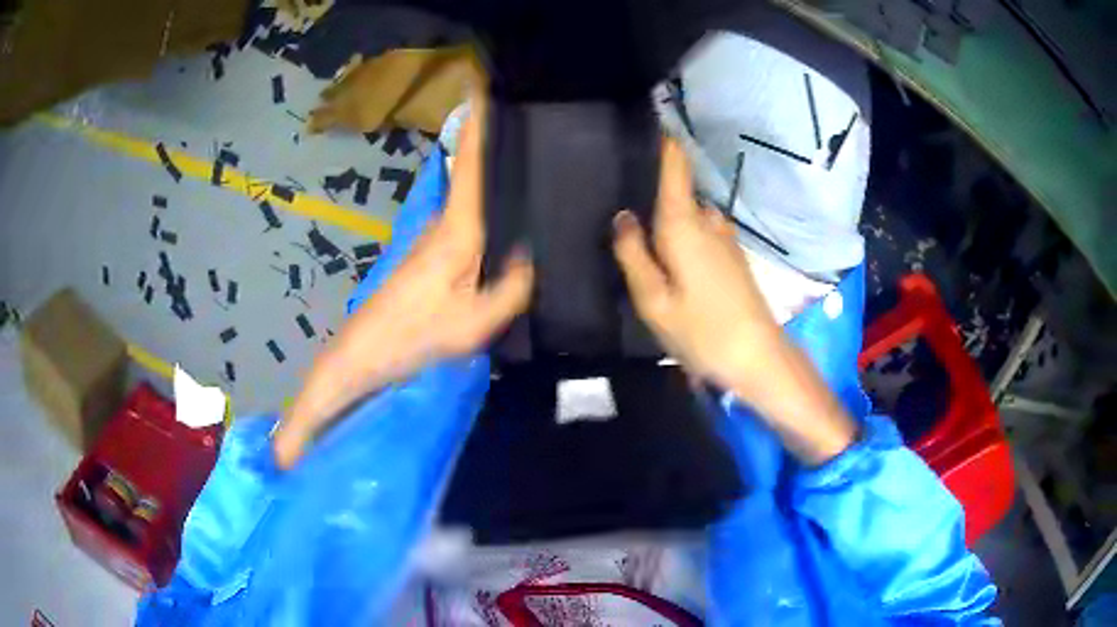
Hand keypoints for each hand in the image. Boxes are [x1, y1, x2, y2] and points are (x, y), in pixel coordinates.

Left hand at [273, 92, 533, 468]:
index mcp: (458, 231)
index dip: (480, 125)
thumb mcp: (474, 323)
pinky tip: (511, 219)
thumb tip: (535, 255)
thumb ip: (512, 287)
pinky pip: (470, 221)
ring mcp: (435, 238)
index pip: (472, 165)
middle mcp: (445, 223)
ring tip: (535, 167)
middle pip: (475, 174)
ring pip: (473, 198)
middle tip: (538, 128)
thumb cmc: (414, 336)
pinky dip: (489, 208)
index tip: (488, 87)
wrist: (364, 354)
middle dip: (499, 144)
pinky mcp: (432, 255)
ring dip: (496, 177)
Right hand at [613, 138, 855, 463]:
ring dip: (668, 214)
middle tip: (621, 192)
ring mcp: (724, 237)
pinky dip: (682, 233)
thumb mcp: (654, 300)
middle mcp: (707, 220)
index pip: (674, 164)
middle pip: (678, 188)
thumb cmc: (702, 331)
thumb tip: (622, 217)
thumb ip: (633, 254)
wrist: (758, 358)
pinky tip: (669, 255)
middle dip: (653, 186)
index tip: (646, 116)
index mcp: (684, 222)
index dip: (662, 139)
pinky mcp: (732, 256)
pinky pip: (699, 231)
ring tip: (640, 227)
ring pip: (688, 213)